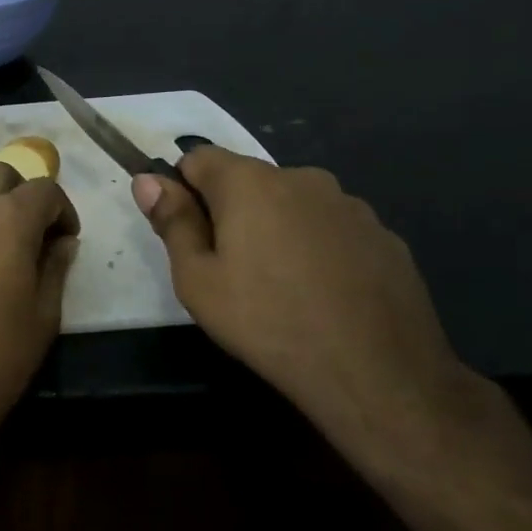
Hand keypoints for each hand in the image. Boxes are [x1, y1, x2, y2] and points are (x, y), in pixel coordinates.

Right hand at [135, 148, 486, 465]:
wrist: (376, 373)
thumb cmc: (267, 322)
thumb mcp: (197, 280)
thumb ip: (172, 222)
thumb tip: (147, 180)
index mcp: (250, 183)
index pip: (198, 157)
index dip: (182, 189)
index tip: (186, 232)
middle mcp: (302, 178)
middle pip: (247, 180)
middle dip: (230, 211)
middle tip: (228, 269)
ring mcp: (350, 205)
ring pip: (292, 204)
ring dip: (275, 228)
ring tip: (278, 286)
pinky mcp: (384, 236)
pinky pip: (331, 228)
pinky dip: (317, 248)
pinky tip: (321, 293)